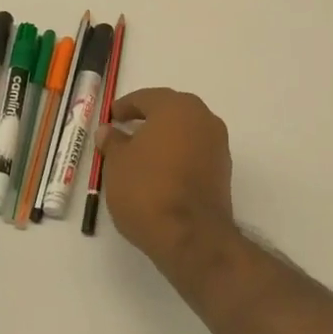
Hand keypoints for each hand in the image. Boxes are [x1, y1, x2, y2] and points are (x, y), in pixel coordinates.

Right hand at [94, 88, 238, 266]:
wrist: (191, 236)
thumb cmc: (147, 189)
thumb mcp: (117, 164)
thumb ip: (113, 142)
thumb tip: (109, 130)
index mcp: (176, 107)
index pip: (146, 98)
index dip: (126, 106)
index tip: (111, 117)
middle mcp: (203, 118)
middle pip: (171, 111)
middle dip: (148, 119)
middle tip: (126, 130)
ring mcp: (218, 144)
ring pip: (186, 132)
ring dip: (165, 138)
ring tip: (140, 154)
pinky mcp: (223, 170)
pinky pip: (195, 152)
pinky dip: (178, 155)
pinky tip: (160, 172)